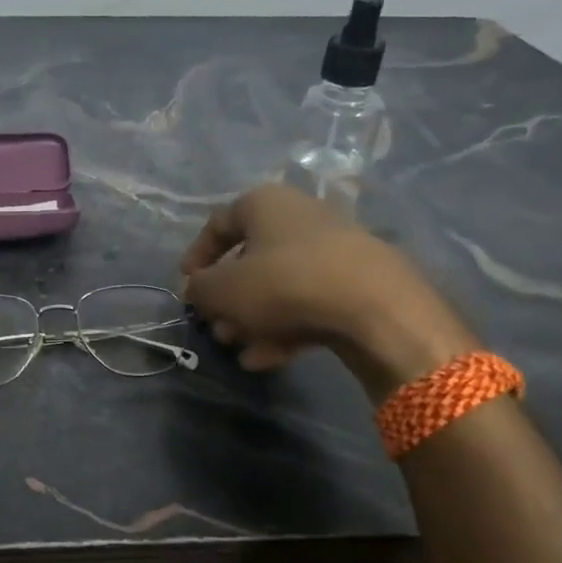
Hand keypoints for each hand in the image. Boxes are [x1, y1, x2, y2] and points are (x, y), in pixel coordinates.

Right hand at [180, 184, 476, 398]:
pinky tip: (269, 359)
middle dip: (228, 299)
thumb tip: (196, 289)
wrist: (375, 308)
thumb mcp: (222, 289)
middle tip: (216, 328)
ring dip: (253, 318)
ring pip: (279, 285)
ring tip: (240, 350)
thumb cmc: (284, 284)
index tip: (186, 285)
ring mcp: (333, 249)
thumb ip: (199, 289)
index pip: (218, 223)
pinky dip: (285, 327)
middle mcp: (299, 217)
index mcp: (265, 204)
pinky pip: (308, 301)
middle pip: (251, 259)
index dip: (196, 256)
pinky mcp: (357, 282)